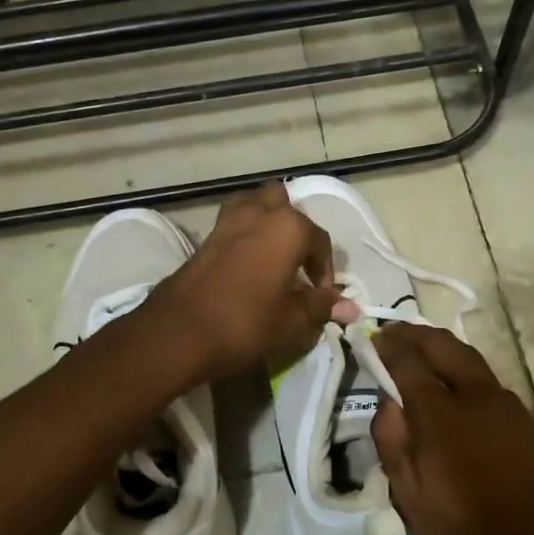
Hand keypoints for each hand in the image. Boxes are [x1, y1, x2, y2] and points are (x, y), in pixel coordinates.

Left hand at [144, 182, 346, 379]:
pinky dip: (244, 234)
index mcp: (289, 227)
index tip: (320, 295)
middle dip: (294, 227)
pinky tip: (246, 264)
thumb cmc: (247, 322)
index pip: (319, 241)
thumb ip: (322, 306)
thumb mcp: (293, 320)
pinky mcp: (205, 236)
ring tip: (271, 255)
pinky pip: (234, 223)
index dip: (324, 269)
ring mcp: (228, 221)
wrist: (181, 330)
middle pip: (283, 204)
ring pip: (254, 205)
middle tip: (295, 263)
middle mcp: (260, 213)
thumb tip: (352, 306)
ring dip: (266, 222)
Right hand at [371, 324, 533, 534]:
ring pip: (470, 359)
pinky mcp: (524, 420)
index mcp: (441, 414)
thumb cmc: (460, 528)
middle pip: (444, 346)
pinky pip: (488, 382)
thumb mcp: (408, 492)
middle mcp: (476, 396)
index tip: (374, 336)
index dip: (389, 344)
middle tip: (396, 334)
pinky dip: (464, 372)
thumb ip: (391, 439)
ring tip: (422, 352)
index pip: (409, 361)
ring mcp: (506, 405)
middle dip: (416, 334)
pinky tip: (456, 389)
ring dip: (443, 349)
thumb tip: (387, 401)